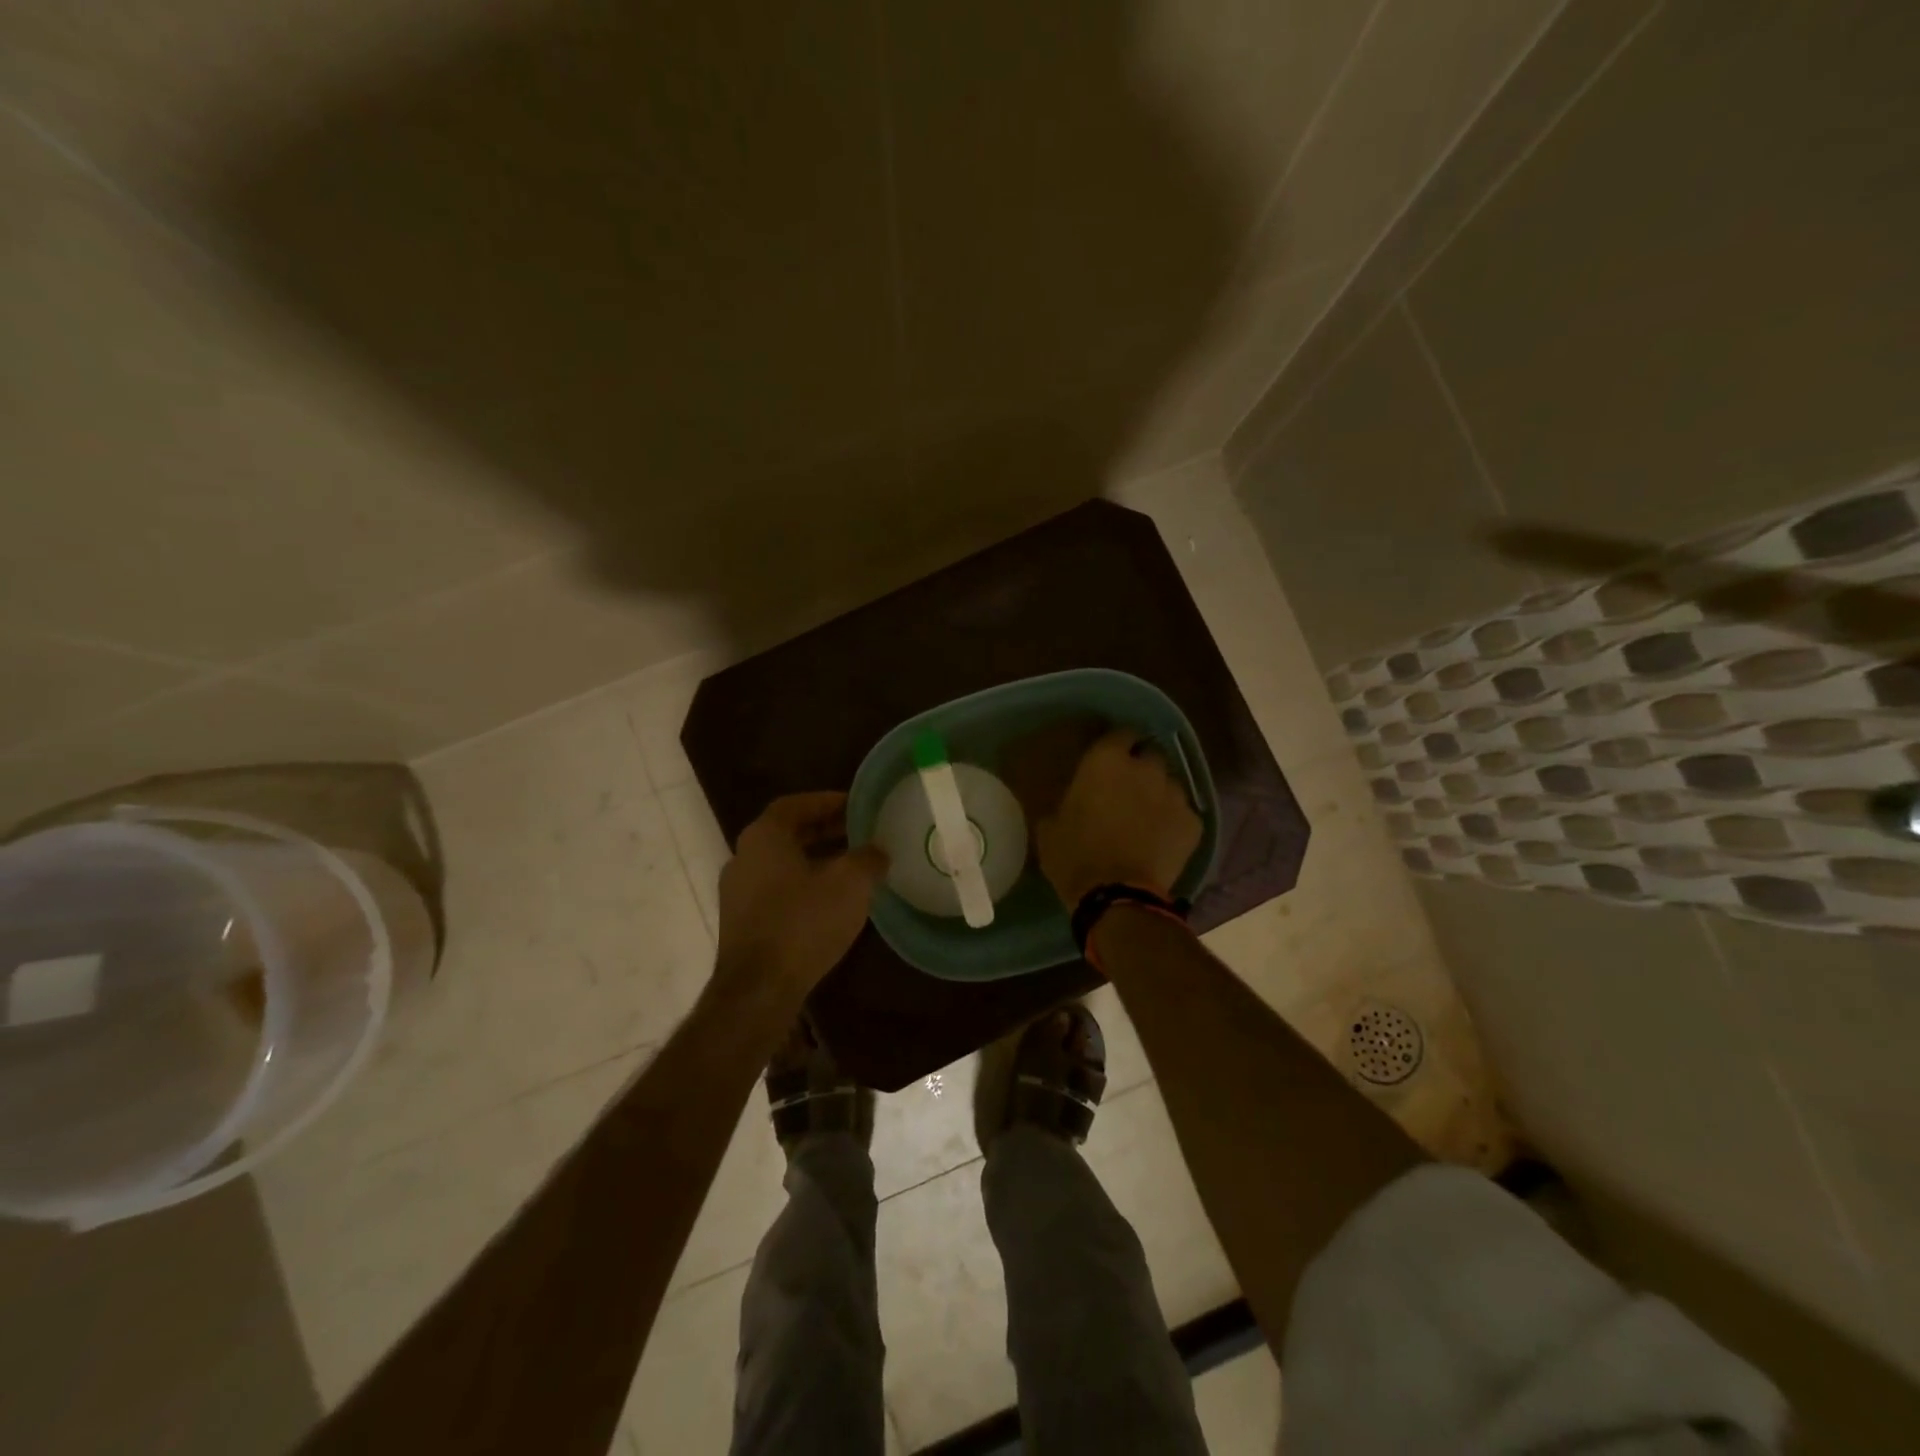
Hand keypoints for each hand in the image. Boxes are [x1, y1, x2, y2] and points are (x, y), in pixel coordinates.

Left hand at [717, 792, 888, 995]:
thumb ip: (867, 858)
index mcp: (764, 837)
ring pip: (783, 863)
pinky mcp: (742, 922)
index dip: (827, 801)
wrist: (759, 989)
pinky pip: (777, 890)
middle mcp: (744, 857)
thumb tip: (877, 851)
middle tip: (859, 832)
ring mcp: (737, 892)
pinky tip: (831, 901)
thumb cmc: (804, 922)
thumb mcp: (850, 883)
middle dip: (825, 830)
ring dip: (816, 859)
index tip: (857, 806)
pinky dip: (804, 885)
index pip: (796, 804)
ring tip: (852, 866)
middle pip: (788, 833)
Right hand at [1035, 728, 1201, 908]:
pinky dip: (1175, 823)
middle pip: (1151, 755)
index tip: (1110, 761)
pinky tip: (1162, 841)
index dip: (1117, 746)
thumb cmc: (1074, 856)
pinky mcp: (1193, 823)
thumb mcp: (1051, 826)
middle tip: (1128, 790)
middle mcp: (1145, 768)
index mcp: (1105, 761)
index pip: (1121, 734)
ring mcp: (1174, 794)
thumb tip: (1072, 803)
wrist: (1116, 897)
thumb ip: (1066, 803)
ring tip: (1148, 818)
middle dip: (1142, 768)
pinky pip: (1184, 815)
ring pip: (1170, 784)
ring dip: (1159, 794)